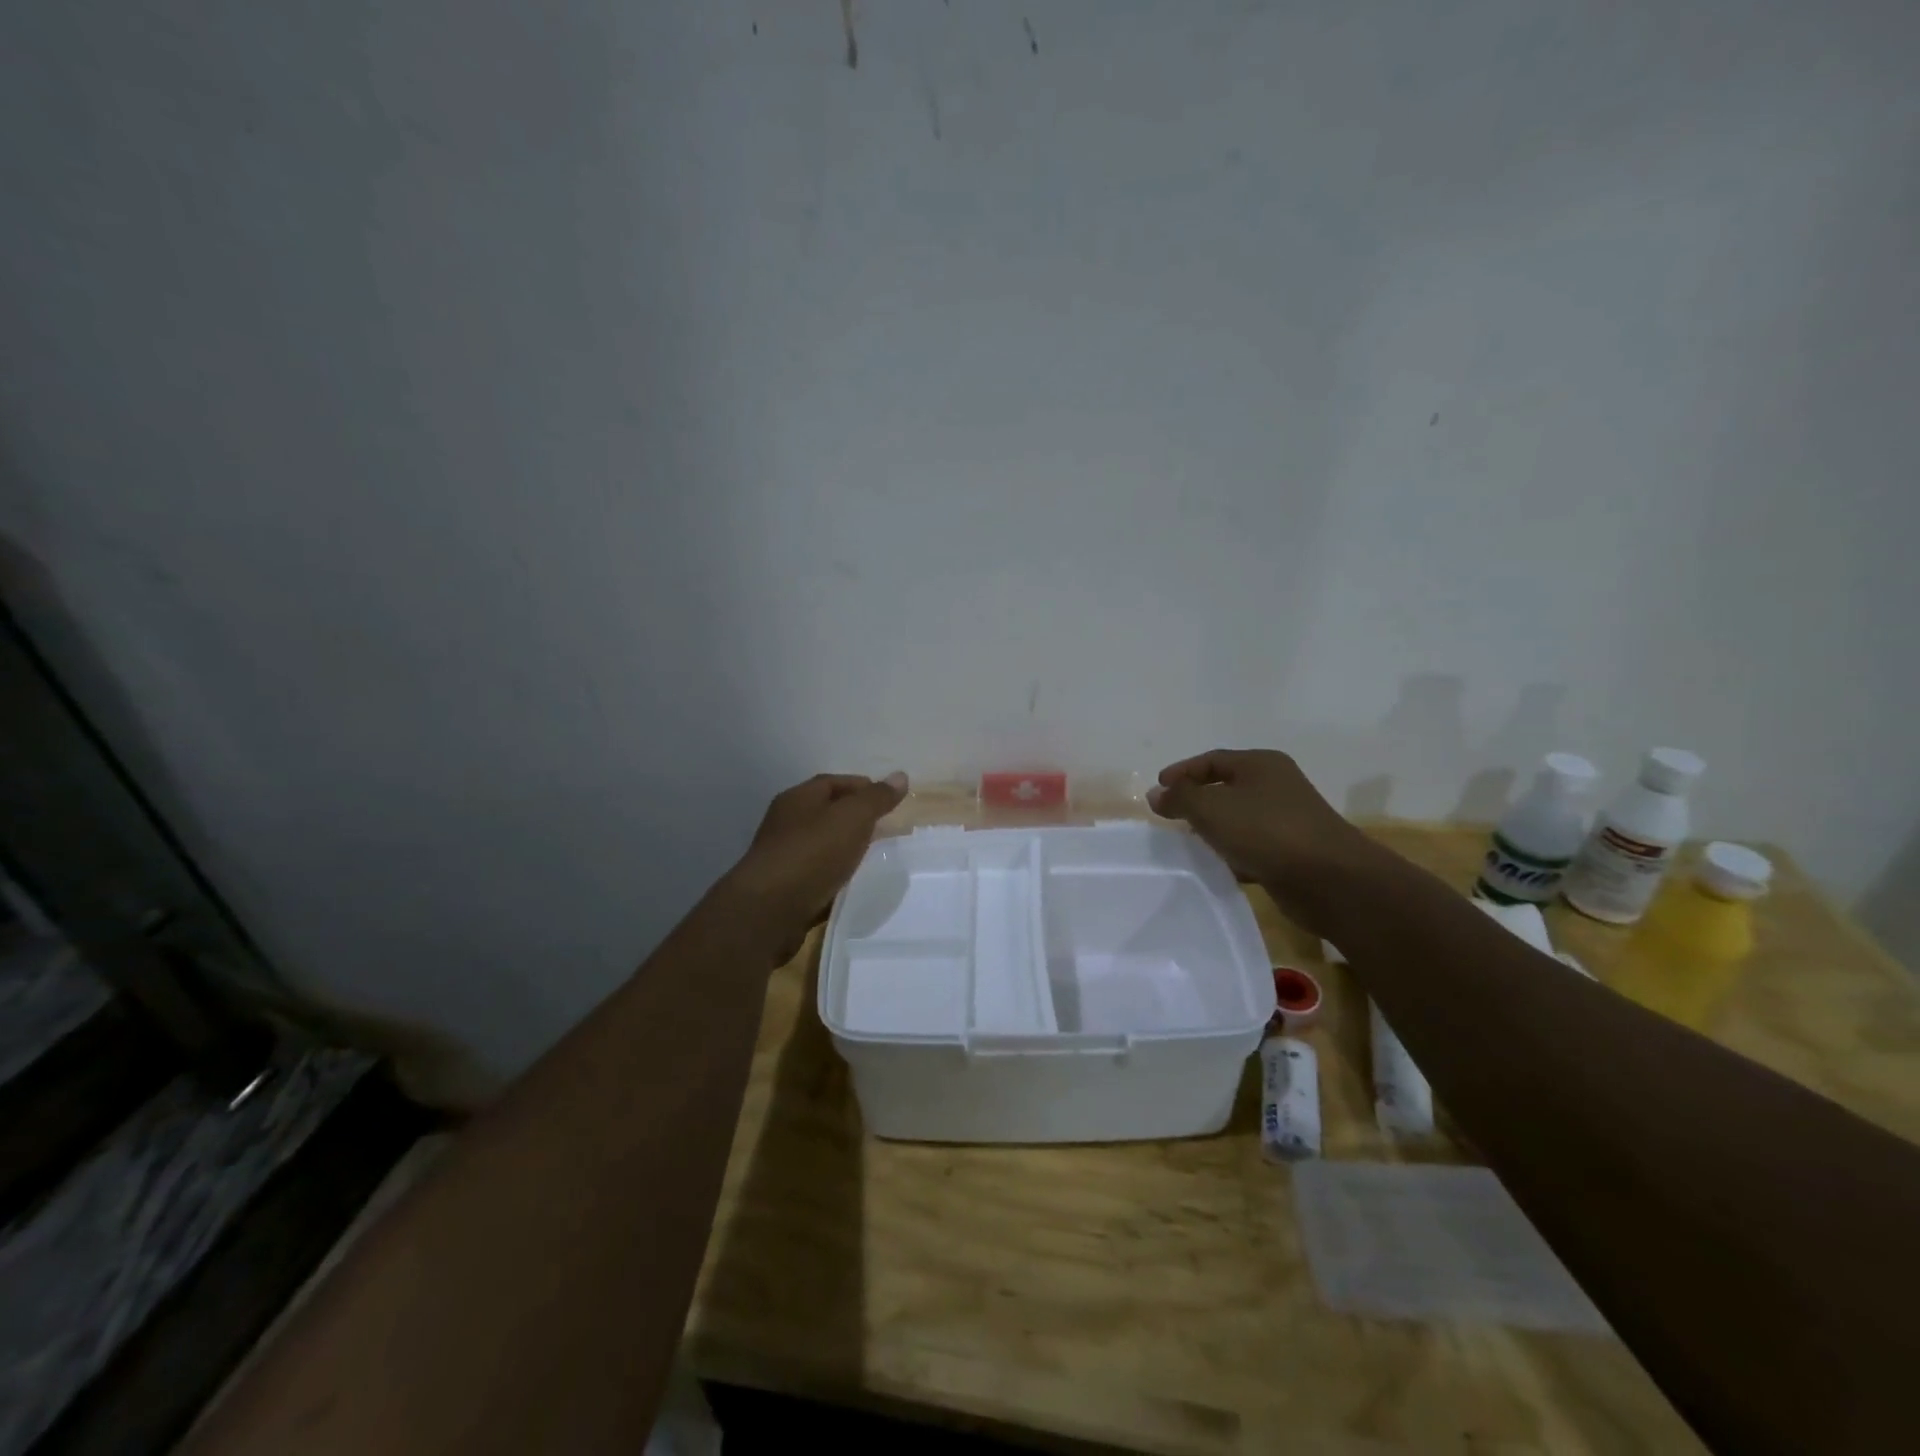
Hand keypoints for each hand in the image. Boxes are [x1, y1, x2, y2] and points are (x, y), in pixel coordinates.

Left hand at [720, 772, 908, 956]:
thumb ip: (876, 798)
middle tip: (887, 828)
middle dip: (856, 818)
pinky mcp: (785, 888)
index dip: (862, 786)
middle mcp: (786, 823)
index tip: (890, 799)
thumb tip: (900, 776)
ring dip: (846, 848)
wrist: (769, 911)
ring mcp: (784, 857)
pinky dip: (836, 875)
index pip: (833, 782)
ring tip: (875, 856)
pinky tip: (853, 883)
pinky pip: (817, 874)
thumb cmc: (812, 853)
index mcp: (798, 799)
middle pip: (826, 813)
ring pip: (822, 845)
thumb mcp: (852, 818)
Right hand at [1147, 749, 1379, 929]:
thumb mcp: (1212, 808)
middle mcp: (1277, 785)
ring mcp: (1288, 818)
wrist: (1330, 880)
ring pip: (1239, 818)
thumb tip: (1156, 794)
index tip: (1158, 790)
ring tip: (1188, 842)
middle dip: (1196, 800)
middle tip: (1170, 816)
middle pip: (1226, 786)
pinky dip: (1232, 852)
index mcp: (1261, 764)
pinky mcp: (1293, 851)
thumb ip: (1180, 798)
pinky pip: (1252, 845)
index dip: (1181, 772)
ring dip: (1213, 828)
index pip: (1212, 759)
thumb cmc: (1266, 832)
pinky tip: (1217, 866)